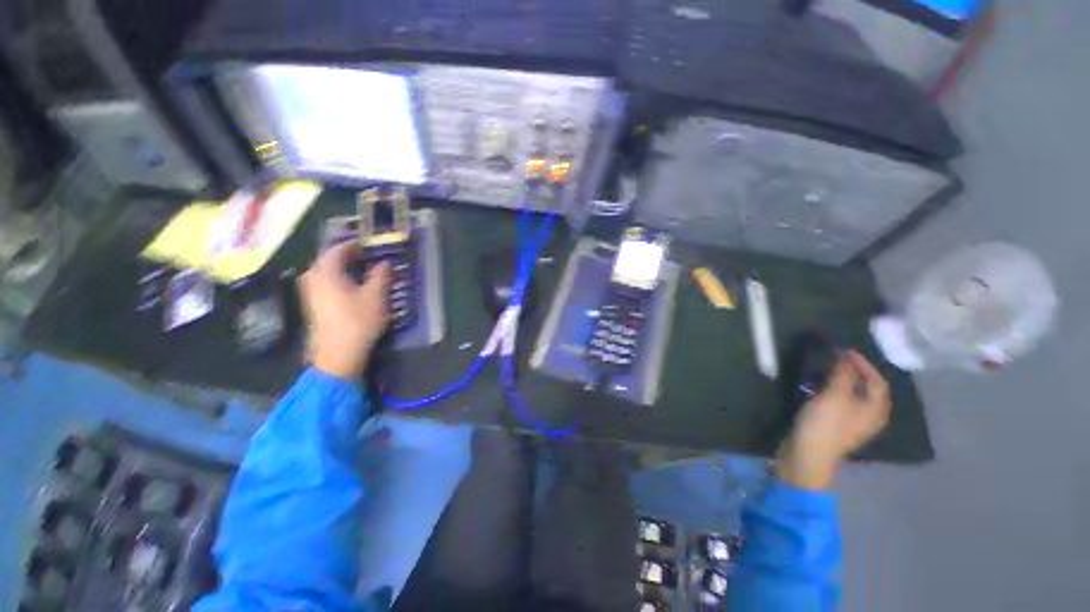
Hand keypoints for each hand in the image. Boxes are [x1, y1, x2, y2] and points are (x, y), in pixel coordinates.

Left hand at [299, 242, 389, 379]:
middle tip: (365, 257)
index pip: (338, 249)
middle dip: (346, 256)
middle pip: (327, 260)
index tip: (368, 245)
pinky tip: (350, 287)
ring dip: (341, 269)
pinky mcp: (313, 306)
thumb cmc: (358, 321)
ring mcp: (310, 293)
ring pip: (324, 272)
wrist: (338, 354)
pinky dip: (336, 280)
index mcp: (327, 272)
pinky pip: (324, 283)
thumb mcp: (376, 296)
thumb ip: (381, 276)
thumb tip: (384, 263)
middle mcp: (313, 278)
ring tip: (359, 271)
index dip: (354, 245)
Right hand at [775, 351, 890, 490]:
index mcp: (876, 410)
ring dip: (843, 381)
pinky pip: (841, 403)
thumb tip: (846, 355)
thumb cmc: (825, 425)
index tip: (845, 351)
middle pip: (868, 389)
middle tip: (837, 359)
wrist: (807, 455)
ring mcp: (853, 423)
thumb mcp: (834, 396)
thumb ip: (843, 374)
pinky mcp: (837, 426)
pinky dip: (834, 391)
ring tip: (827, 370)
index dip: (864, 364)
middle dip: (855, 372)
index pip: (878, 381)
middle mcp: (870, 416)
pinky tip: (820, 388)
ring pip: (854, 396)